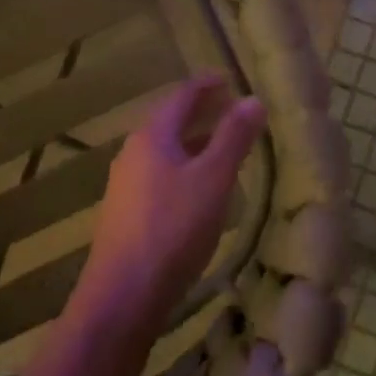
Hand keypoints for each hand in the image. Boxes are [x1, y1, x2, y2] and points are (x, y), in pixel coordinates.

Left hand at [78, 76, 265, 331]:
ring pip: (166, 150)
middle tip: (232, 108)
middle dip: (201, 112)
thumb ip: (234, 137)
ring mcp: (126, 185)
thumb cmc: (173, 229)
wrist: (122, 297)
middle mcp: (133, 153)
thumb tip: (253, 99)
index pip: (181, 96)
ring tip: (223, 145)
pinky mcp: (127, 213)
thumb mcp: (213, 179)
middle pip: (170, 121)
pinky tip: (200, 187)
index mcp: (152, 136)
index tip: (230, 78)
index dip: (207, 85)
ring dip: (194, 141)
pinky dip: (184, 167)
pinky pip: (160, 175)